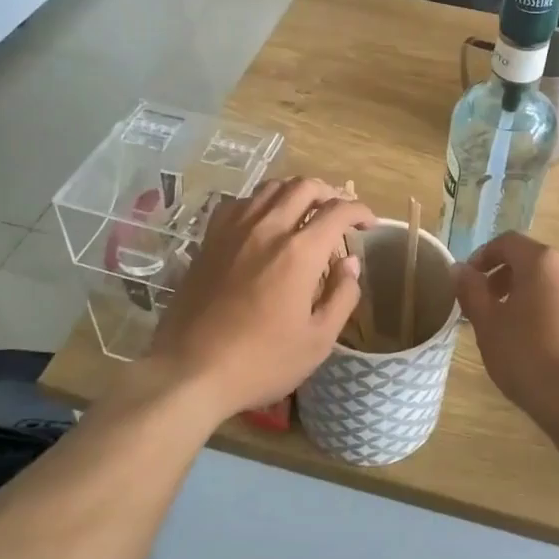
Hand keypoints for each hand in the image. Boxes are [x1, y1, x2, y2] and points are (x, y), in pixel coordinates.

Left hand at [147, 177, 373, 422]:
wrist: (190, 371)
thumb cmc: (261, 362)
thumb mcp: (318, 340)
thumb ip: (342, 296)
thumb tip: (351, 264)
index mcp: (299, 252)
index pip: (338, 211)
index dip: (360, 211)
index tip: (369, 224)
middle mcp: (267, 229)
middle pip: (304, 187)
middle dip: (330, 193)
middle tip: (340, 213)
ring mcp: (233, 231)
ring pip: (270, 187)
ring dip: (295, 191)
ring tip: (306, 210)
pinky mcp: (209, 240)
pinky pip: (239, 202)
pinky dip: (260, 201)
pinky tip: (264, 220)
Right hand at [453, 233, 558, 434]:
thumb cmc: (530, 359)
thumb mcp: (488, 326)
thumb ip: (471, 291)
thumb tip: (460, 269)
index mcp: (544, 263)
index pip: (508, 243)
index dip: (484, 256)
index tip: (471, 279)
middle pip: (538, 263)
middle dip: (512, 279)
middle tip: (493, 306)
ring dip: (542, 298)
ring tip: (526, 330)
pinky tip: (558, 349)